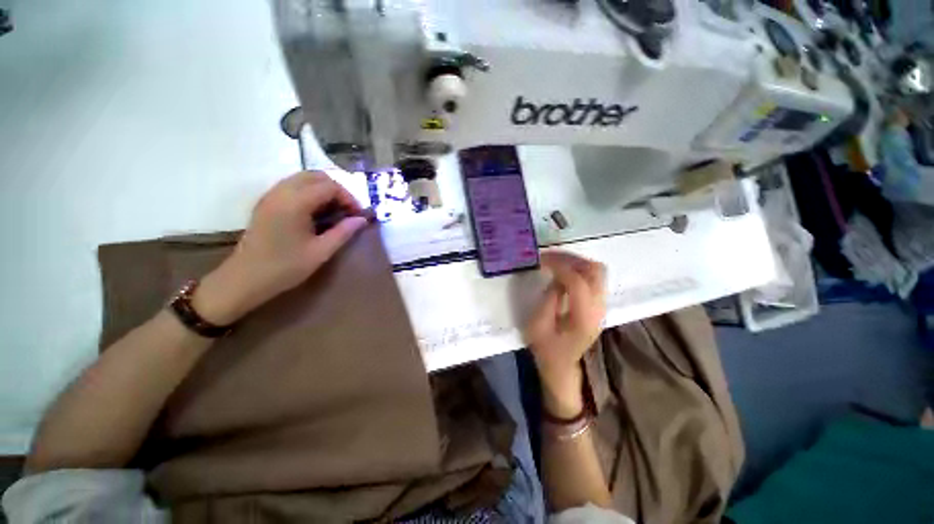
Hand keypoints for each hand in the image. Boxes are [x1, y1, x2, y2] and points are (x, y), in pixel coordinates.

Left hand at [194, 172, 367, 324]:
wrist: (245, 279)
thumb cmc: (285, 267)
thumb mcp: (321, 252)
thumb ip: (344, 232)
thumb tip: (362, 219)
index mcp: (295, 203)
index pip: (329, 186)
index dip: (348, 197)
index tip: (357, 215)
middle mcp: (281, 192)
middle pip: (315, 176)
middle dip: (337, 190)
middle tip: (347, 210)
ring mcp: (271, 195)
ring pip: (303, 178)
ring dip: (323, 189)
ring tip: (334, 210)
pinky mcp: (266, 202)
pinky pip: (292, 186)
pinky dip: (309, 192)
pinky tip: (315, 211)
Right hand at [524, 252, 606, 416]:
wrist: (562, 366)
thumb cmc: (546, 349)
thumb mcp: (537, 325)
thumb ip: (549, 298)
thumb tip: (556, 277)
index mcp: (583, 318)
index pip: (578, 282)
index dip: (560, 267)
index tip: (542, 260)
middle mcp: (599, 309)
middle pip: (596, 271)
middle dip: (572, 259)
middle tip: (550, 257)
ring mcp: (602, 306)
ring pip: (598, 271)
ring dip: (577, 262)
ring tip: (555, 261)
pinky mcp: (598, 304)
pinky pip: (594, 278)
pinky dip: (579, 269)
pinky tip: (563, 272)